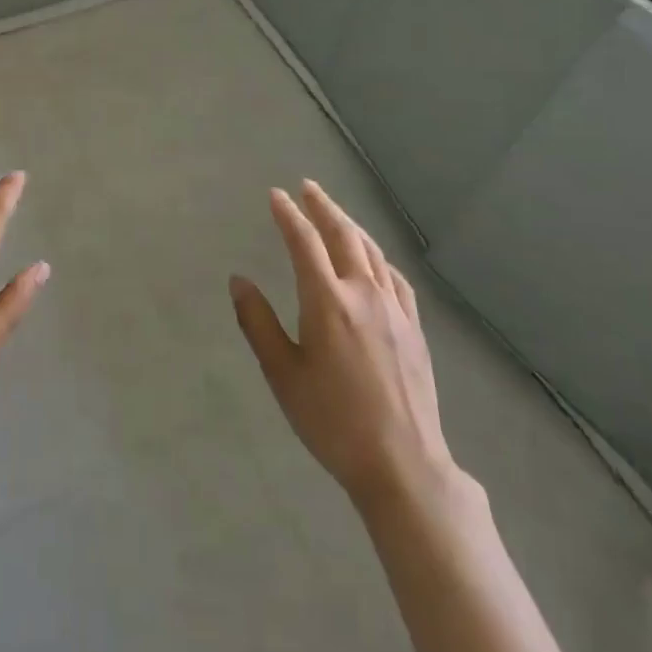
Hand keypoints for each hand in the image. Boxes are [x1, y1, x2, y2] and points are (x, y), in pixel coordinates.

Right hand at [230, 181, 466, 511]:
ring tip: (335, 212)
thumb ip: (258, 323)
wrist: (402, 464)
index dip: (288, 215)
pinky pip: (396, 277)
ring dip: (351, 225)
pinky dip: (379, 257)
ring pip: (372, 251)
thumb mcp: (283, 374)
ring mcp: (394, 308)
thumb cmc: (332, 421)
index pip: (304, 243)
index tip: (275, 195)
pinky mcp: (414, 327)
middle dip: (323, 207)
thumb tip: (238, 280)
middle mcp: (363, 293)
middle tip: (307, 187)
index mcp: (327, 302)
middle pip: (343, 235)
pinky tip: (374, 260)